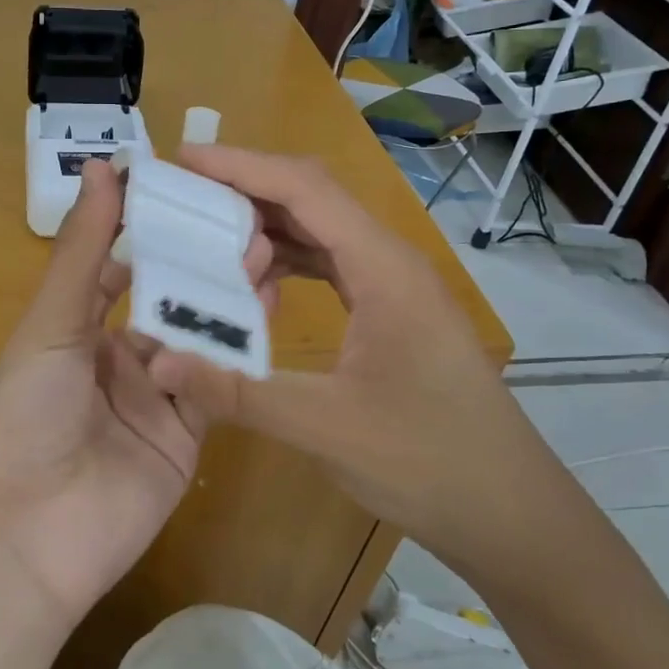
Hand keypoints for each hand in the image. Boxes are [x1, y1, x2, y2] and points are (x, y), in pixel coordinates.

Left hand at [0, 160, 257, 632]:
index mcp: (73, 333)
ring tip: (267, 255)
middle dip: (202, 267)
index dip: (153, 235)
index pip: (120, 272)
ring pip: (198, 343)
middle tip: (246, 223)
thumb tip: (102, 164)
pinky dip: (238, 356)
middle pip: (167, 305)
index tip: (194, 196)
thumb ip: (83, 249)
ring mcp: (152, 404)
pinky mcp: (184, 442)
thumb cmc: (22, 412)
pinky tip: (268, 313)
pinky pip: (216, 391)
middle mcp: (114, 364)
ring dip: (227, 303)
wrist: (21, 536)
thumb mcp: (50, 323)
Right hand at [147, 145, 573, 587]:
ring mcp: (394, 286)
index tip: (183, 159)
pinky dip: (288, 262)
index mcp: (383, 269)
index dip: (241, 166)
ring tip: (207, 238)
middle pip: (312, 198)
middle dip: (246, 189)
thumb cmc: (429, 462)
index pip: (305, 189)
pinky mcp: (391, 312)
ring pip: (321, 230)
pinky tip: (256, 287)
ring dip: (266, 227)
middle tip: (183, 198)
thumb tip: (160, 363)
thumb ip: (238, 392)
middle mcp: (390, 262)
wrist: (509, 510)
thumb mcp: (325, 427)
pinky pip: (331, 264)